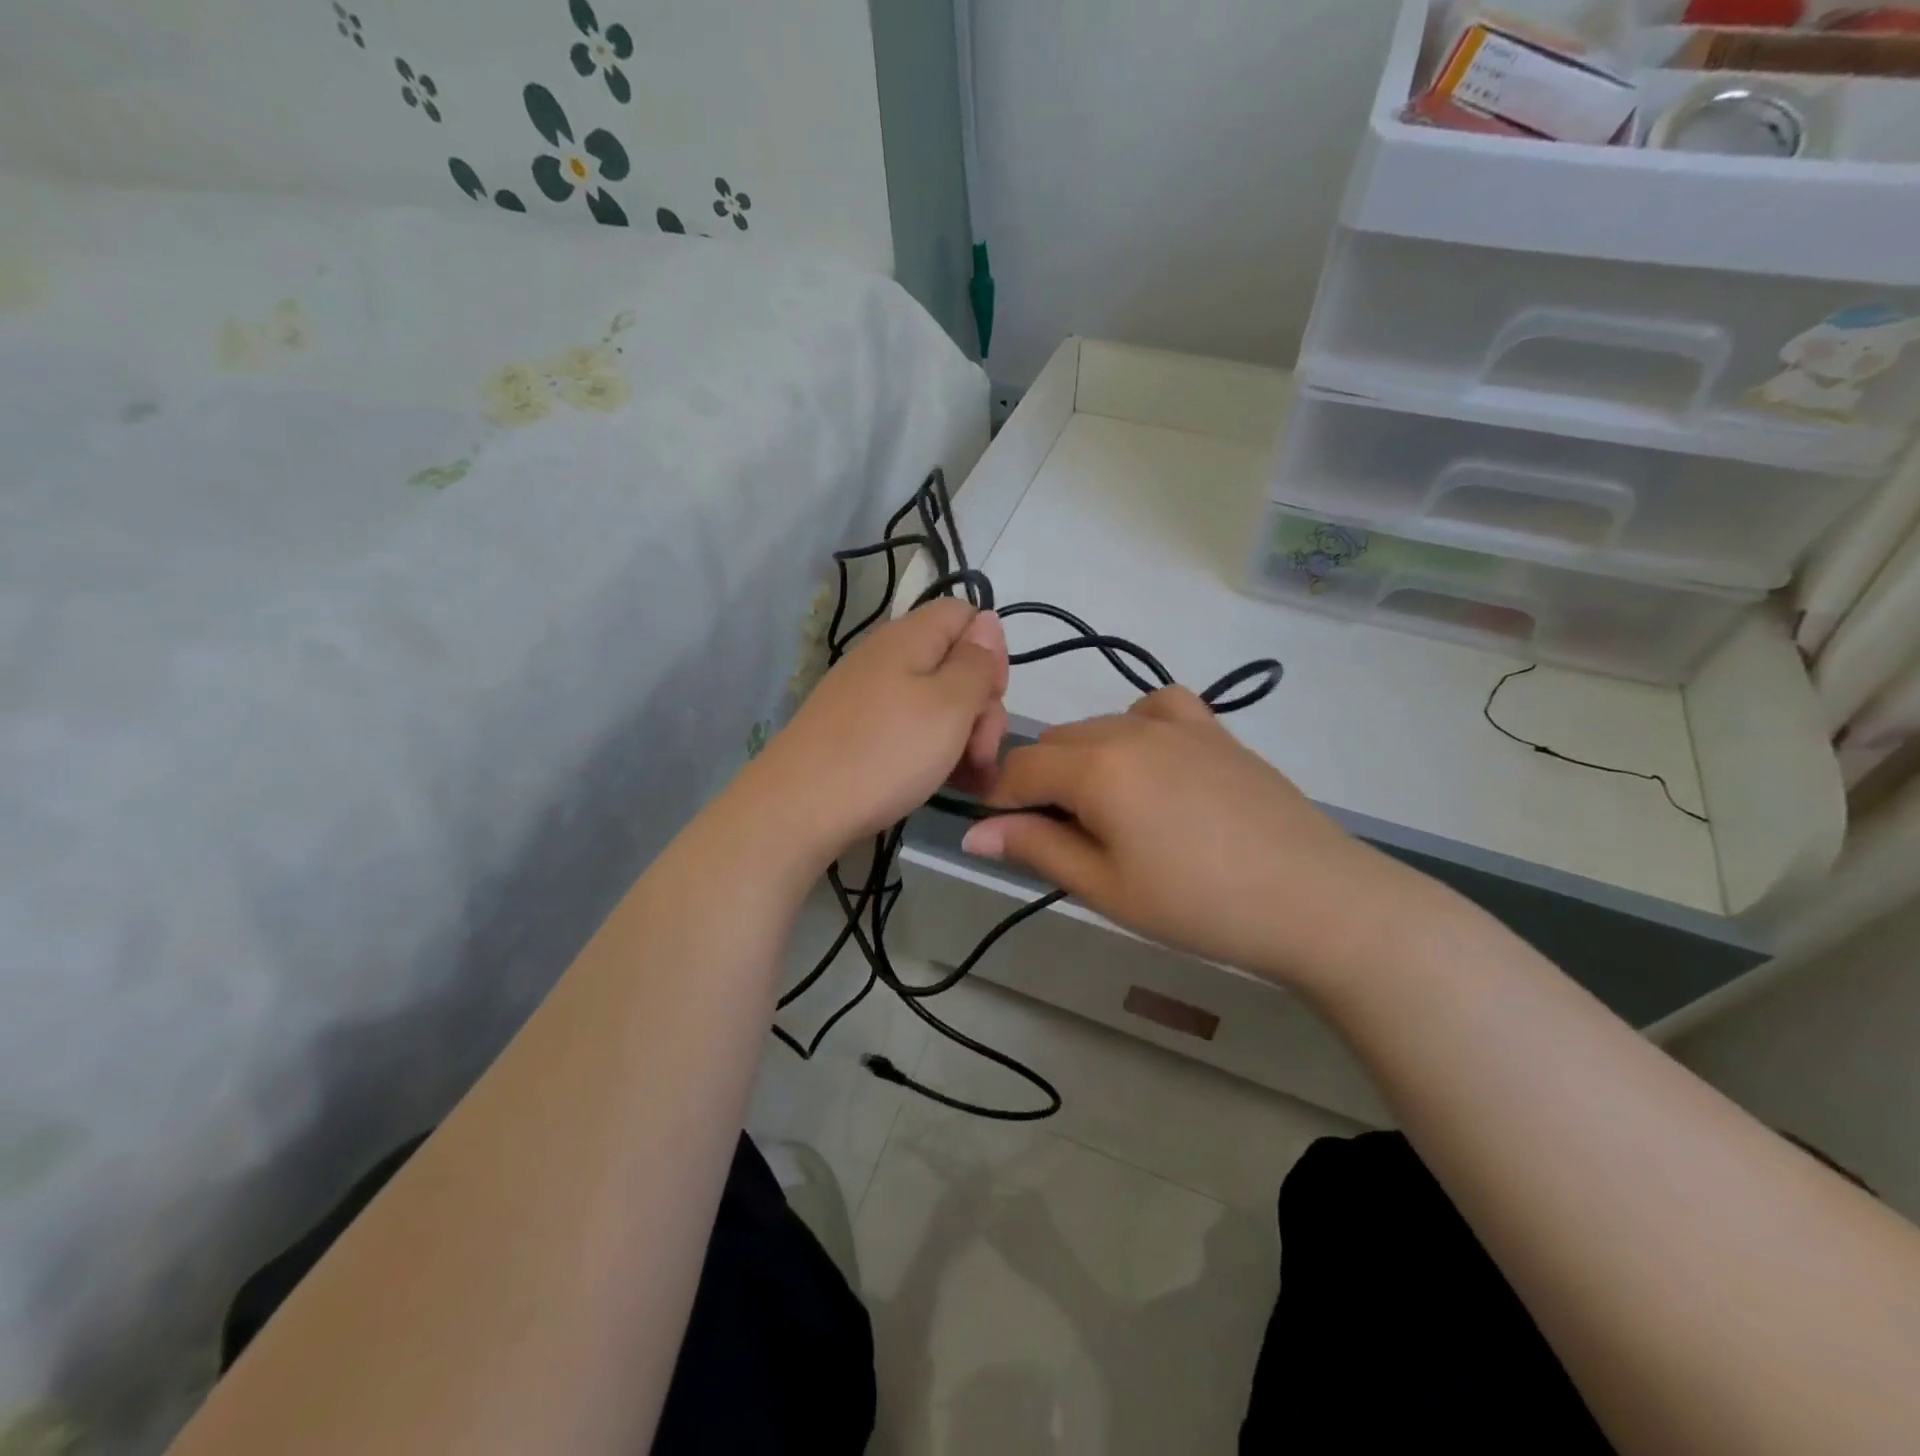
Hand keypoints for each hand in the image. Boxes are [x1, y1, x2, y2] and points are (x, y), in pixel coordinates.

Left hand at [746, 599, 1007, 864]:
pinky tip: (943, 782)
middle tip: (981, 752)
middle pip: (954, 663)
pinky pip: (908, 728)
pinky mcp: (856, 731)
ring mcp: (868, 696)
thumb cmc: (885, 752)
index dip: (990, 650)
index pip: (965, 614)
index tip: (992, 696)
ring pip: (935, 702)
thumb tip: (987, 623)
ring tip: (969, 779)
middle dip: (981, 705)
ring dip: (962, 736)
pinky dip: (932, 751)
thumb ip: (976, 662)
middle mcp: (886, 658)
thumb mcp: (949, 705)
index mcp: (909, 638)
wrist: (799, 808)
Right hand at [962, 688, 1413, 988]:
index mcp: (1095, 766)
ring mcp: (1175, 722)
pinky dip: (1135, 728)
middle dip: (1041, 784)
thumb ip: (1036, 849)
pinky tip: (1150, 764)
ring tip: (1109, 815)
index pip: (1019, 770)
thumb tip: (973, 833)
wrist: (1314, 898)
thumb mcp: (1106, 887)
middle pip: (1055, 743)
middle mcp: (1128, 727)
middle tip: (1064, 840)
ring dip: (1082, 761)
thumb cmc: (1199, 904)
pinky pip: (1155, 707)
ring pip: (1098, 726)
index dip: (1000, 803)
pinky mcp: (1213, 729)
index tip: (1007, 838)